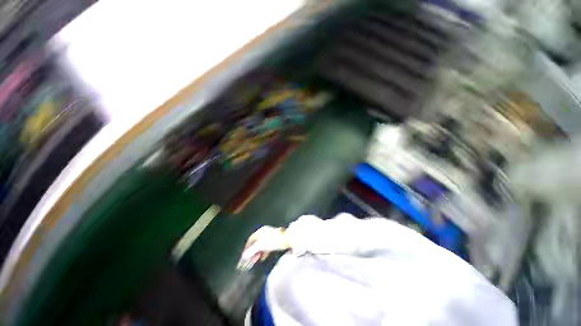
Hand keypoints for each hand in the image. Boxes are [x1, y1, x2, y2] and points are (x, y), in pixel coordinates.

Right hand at [237, 226, 288, 270]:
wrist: (286, 239)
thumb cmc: (273, 240)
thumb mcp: (260, 245)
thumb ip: (252, 251)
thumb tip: (243, 256)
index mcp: (260, 231)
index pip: (250, 240)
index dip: (247, 248)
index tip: (244, 257)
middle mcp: (264, 233)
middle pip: (255, 243)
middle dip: (252, 252)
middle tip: (249, 261)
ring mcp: (269, 237)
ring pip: (261, 246)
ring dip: (257, 254)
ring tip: (255, 261)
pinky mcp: (274, 241)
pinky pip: (266, 247)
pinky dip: (263, 253)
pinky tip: (262, 258)